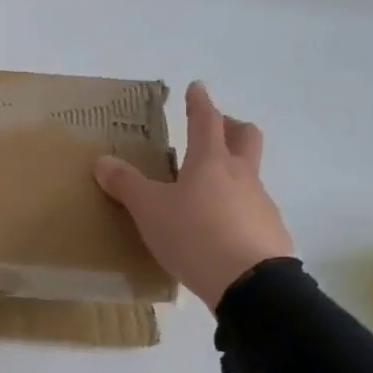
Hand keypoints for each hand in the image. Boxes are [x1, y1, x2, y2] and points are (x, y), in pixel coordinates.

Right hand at [94, 82, 293, 309]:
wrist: (251, 285)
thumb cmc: (195, 235)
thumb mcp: (150, 210)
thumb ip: (126, 185)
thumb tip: (102, 161)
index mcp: (210, 161)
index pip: (206, 120)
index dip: (200, 102)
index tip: (197, 87)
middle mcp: (241, 174)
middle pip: (246, 136)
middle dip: (231, 126)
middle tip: (216, 129)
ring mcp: (261, 203)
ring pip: (250, 174)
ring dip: (233, 171)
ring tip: (207, 191)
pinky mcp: (270, 232)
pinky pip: (253, 208)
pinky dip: (237, 207)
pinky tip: (220, 229)